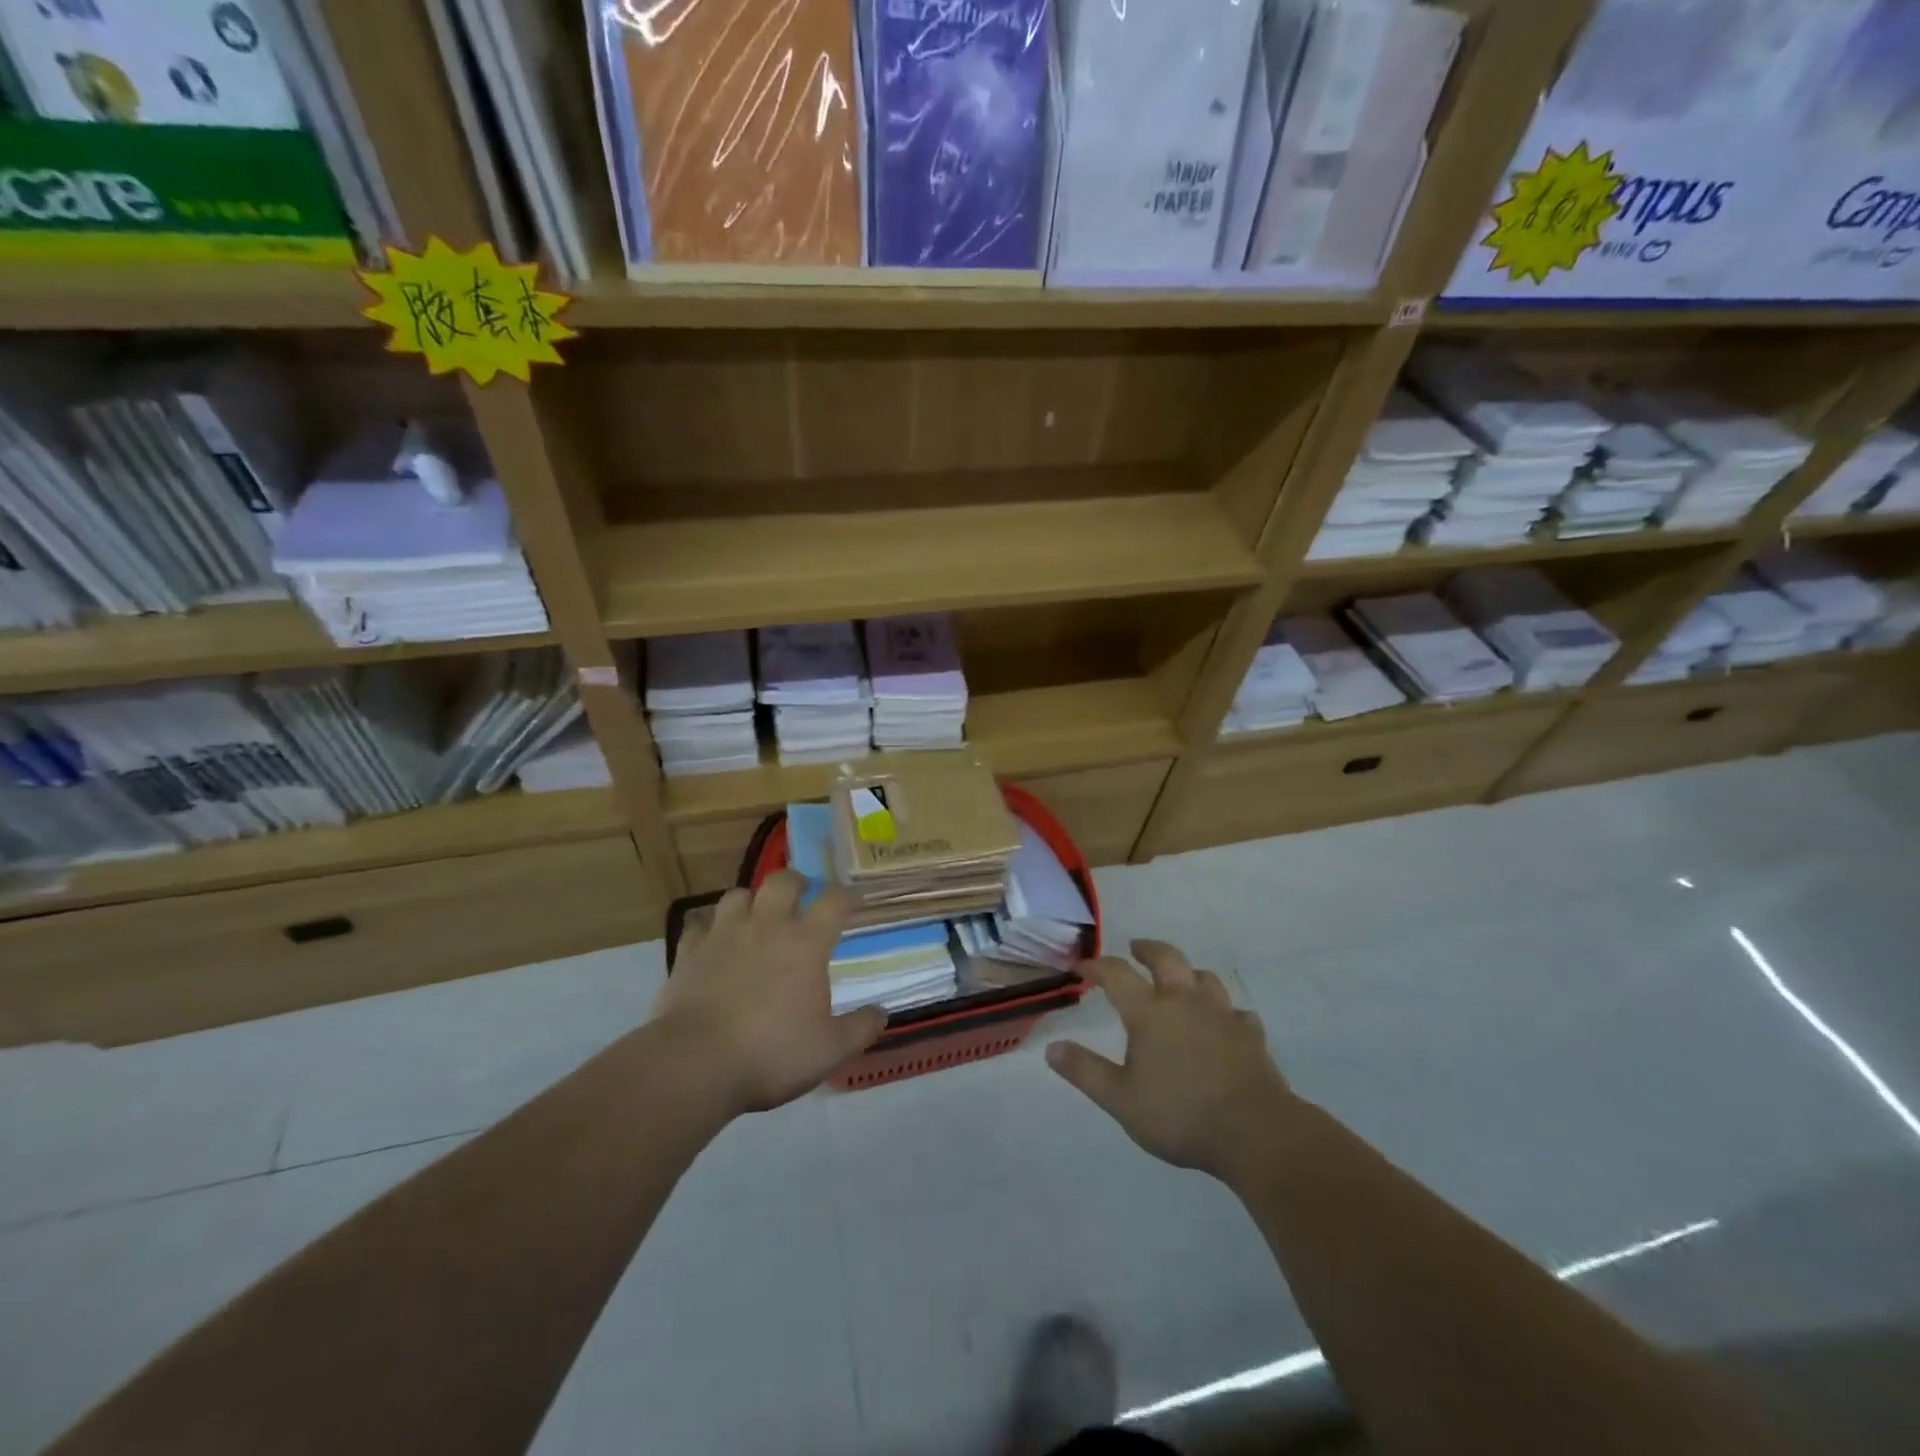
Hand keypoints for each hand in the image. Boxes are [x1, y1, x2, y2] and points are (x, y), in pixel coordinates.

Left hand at [652, 873, 886, 1115]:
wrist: (695, 1064)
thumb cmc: (771, 1053)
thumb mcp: (829, 1050)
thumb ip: (860, 1028)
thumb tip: (882, 1013)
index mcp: (806, 944)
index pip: (834, 902)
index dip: (847, 896)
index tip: (853, 902)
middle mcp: (767, 927)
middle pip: (782, 881)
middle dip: (795, 883)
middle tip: (801, 896)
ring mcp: (724, 935)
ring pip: (738, 895)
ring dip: (750, 901)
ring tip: (754, 917)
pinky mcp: (689, 952)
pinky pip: (698, 925)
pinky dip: (708, 930)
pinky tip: (711, 944)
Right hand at [1047, 940, 1297, 1183]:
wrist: (1255, 1131)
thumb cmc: (1180, 1114)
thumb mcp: (1121, 1099)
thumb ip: (1085, 1071)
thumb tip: (1052, 1048)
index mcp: (1149, 1012)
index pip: (1116, 974)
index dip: (1096, 966)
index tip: (1082, 966)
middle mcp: (1185, 1001)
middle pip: (1166, 958)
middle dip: (1147, 949)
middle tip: (1136, 948)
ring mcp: (1222, 1015)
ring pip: (1205, 978)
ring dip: (1188, 974)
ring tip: (1181, 982)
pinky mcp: (1250, 1035)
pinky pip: (1237, 1013)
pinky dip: (1226, 1012)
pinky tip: (1225, 1024)